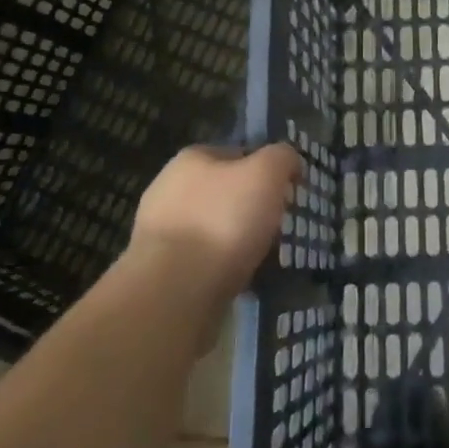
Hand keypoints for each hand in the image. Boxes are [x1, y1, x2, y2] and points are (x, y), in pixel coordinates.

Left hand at [127, 144, 301, 313]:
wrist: (173, 293)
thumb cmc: (222, 221)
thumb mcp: (266, 174)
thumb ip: (281, 158)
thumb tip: (289, 161)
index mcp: (191, 159)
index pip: (237, 154)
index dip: (265, 170)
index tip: (286, 194)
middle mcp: (168, 189)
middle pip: (224, 193)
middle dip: (250, 208)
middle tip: (277, 228)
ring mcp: (159, 232)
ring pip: (213, 229)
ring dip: (236, 242)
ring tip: (263, 260)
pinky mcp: (159, 271)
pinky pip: (202, 262)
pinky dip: (222, 269)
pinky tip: (240, 281)